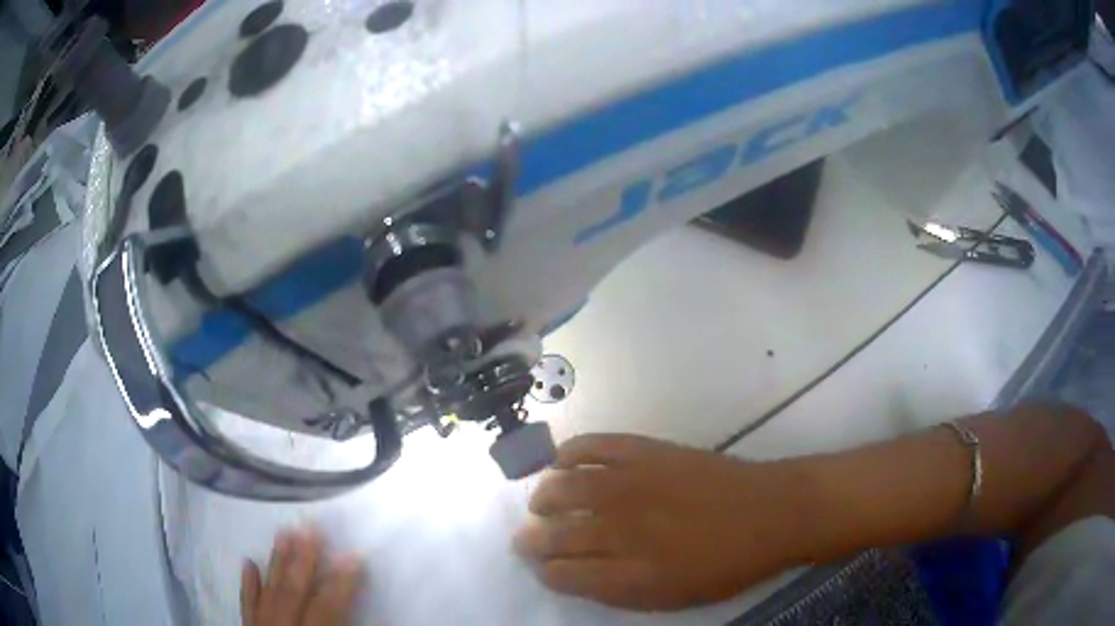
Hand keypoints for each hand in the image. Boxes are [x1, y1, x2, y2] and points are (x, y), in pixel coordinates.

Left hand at [241, 528, 363, 625]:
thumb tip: (379, 616)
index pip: (326, 607)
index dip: (341, 582)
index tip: (354, 554)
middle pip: (292, 591)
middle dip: (303, 559)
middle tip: (311, 526)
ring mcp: (261, 625)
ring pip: (269, 591)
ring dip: (277, 562)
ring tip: (284, 532)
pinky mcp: (248, 625)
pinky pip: (246, 604)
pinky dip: (248, 584)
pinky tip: (248, 562)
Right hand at [515, 435, 801, 610]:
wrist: (770, 512)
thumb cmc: (725, 565)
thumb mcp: (670, 598)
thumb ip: (616, 590)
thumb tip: (572, 575)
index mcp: (627, 573)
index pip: (560, 574)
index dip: (544, 571)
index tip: (543, 568)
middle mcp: (619, 528)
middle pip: (553, 534)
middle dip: (531, 539)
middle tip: (527, 537)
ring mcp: (630, 483)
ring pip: (561, 489)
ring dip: (543, 498)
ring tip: (542, 502)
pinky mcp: (645, 450)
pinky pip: (592, 446)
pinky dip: (568, 453)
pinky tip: (562, 461)